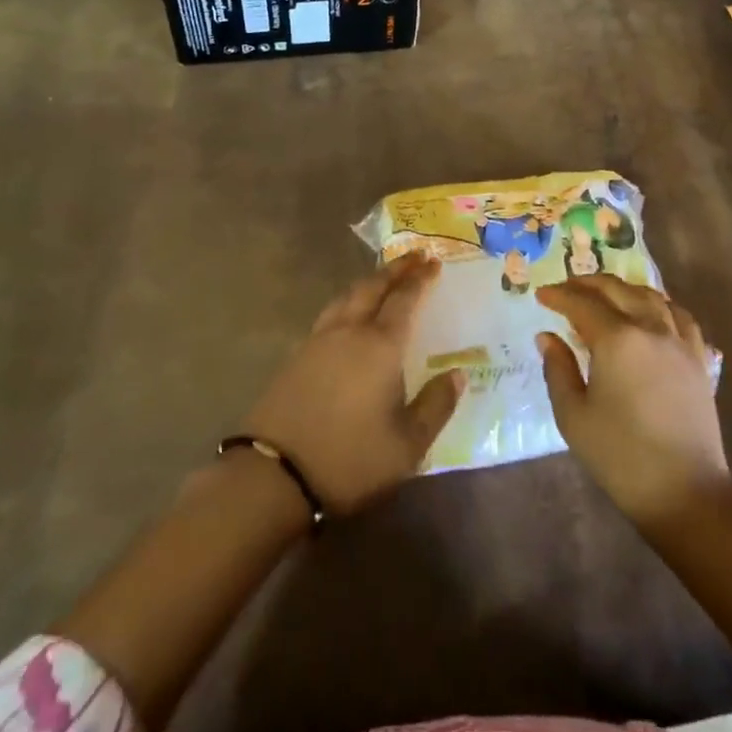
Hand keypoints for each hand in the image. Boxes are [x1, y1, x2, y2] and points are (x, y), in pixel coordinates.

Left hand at [240, 254, 465, 514]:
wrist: (274, 475)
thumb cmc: (351, 459)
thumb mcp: (408, 444)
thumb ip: (436, 405)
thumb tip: (457, 374)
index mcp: (380, 345)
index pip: (404, 299)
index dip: (420, 279)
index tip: (433, 262)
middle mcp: (349, 332)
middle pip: (372, 287)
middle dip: (395, 269)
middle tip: (414, 256)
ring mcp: (317, 341)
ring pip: (346, 296)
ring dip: (368, 282)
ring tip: (382, 279)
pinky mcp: (296, 356)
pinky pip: (329, 314)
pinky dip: (348, 302)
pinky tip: (349, 315)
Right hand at [536, 275, 729, 526]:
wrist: (686, 493)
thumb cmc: (620, 456)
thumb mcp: (573, 416)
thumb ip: (557, 369)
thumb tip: (547, 336)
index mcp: (617, 340)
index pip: (582, 304)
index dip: (559, 296)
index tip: (541, 295)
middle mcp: (650, 329)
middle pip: (618, 290)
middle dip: (588, 284)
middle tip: (567, 289)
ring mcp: (679, 342)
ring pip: (651, 296)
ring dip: (623, 289)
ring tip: (606, 295)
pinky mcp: (699, 360)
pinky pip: (680, 316)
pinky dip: (660, 305)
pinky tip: (652, 314)